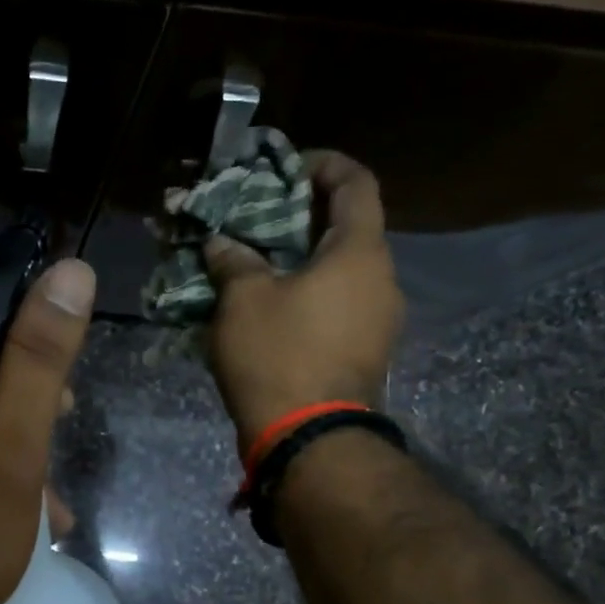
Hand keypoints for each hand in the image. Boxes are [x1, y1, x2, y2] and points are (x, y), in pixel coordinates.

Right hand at [204, 150, 404, 453]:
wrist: (310, 438)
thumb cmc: (279, 355)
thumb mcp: (243, 301)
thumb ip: (234, 262)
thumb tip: (222, 243)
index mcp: (359, 252)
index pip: (356, 183)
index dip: (325, 165)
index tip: (289, 168)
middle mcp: (382, 279)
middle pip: (350, 229)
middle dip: (307, 217)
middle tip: (262, 220)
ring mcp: (381, 320)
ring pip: (344, 272)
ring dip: (307, 262)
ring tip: (262, 267)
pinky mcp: (368, 353)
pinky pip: (341, 306)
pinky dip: (312, 296)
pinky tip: (276, 309)